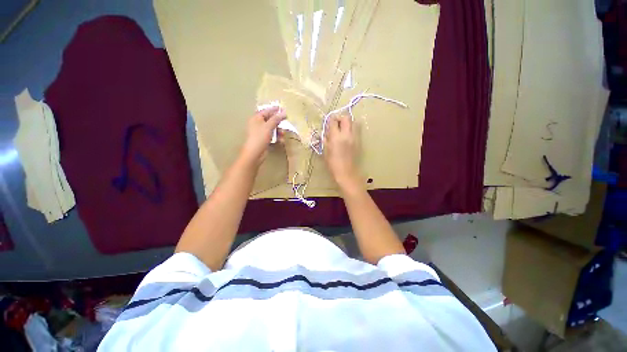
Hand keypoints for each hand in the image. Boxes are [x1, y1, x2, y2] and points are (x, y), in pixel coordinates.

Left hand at [240, 106, 285, 165]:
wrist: (255, 153)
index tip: (282, 108)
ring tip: (283, 134)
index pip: (266, 111)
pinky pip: (272, 136)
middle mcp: (258, 124)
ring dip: (279, 131)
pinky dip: (277, 137)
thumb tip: (283, 112)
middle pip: (270, 120)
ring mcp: (261, 132)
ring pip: (272, 129)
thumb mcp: (269, 126)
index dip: (274, 109)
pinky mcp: (264, 140)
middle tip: (286, 121)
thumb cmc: (260, 137)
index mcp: (256, 118)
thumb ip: (276, 119)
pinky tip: (281, 141)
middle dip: (278, 122)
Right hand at [324, 115, 359, 188]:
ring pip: (354, 122)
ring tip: (343, 129)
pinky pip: (357, 130)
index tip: (328, 122)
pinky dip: (352, 129)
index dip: (330, 120)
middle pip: (346, 117)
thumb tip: (326, 132)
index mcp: (336, 137)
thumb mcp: (325, 151)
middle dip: (340, 118)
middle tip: (336, 123)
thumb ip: (326, 139)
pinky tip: (347, 136)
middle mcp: (347, 134)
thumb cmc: (333, 164)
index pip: (333, 121)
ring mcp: (355, 137)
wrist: (346, 172)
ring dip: (348, 122)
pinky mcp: (359, 141)